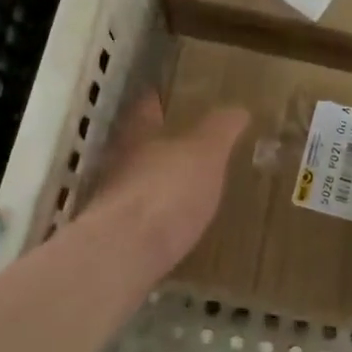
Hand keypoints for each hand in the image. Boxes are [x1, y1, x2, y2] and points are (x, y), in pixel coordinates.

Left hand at [76, 93, 248, 277]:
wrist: (123, 255)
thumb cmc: (166, 191)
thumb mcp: (206, 153)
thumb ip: (221, 129)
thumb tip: (239, 108)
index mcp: (139, 134)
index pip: (146, 107)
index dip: (159, 100)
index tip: (172, 97)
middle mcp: (119, 162)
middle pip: (139, 145)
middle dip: (161, 143)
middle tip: (190, 143)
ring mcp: (113, 200)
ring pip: (138, 180)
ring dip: (158, 181)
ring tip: (187, 185)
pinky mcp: (116, 237)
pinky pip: (141, 217)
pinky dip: (157, 216)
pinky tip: (176, 224)